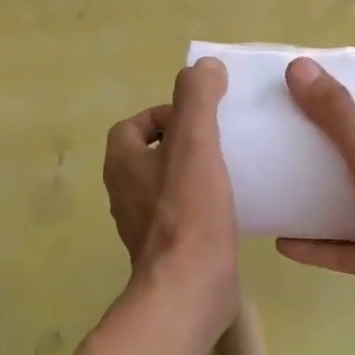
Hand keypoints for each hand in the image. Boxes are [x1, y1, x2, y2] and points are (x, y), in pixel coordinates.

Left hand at [102, 58, 238, 341]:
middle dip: (183, 142)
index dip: (164, 114)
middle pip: (151, 153)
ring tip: (230, 168)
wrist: (191, 289)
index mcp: (123, 164)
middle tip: (220, 140)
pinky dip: (201, 203)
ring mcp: (144, 225)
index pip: (133, 125)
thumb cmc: (189, 211)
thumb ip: (197, 98)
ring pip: (167, 184)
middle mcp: (125, 193)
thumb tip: (203, 65)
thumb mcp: (195, 142)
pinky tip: (231, 205)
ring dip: (193, 172)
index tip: (200, 118)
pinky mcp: (167, 250)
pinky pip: (182, 213)